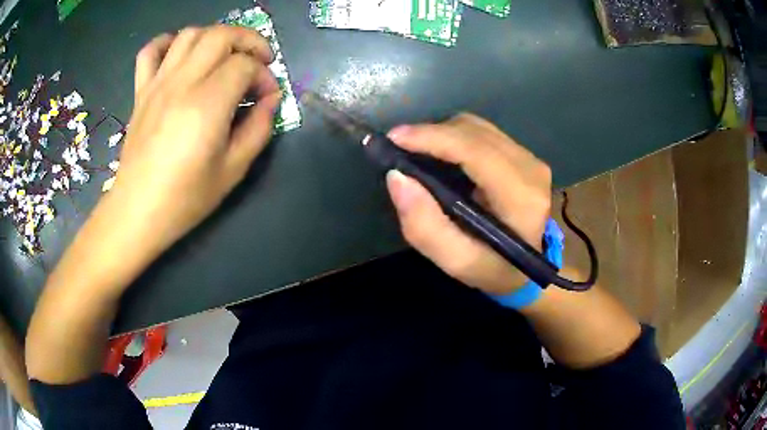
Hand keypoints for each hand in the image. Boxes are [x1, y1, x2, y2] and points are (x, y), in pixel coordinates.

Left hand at [109, 25, 280, 255]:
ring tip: (224, 56)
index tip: (267, 97)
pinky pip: (150, 51)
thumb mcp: (233, 170)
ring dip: (215, 37)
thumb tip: (270, 100)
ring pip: (190, 34)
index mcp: (207, 104)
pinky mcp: (141, 91)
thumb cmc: (185, 198)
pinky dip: (167, 42)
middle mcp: (182, 83)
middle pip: (221, 35)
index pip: (245, 65)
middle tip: (257, 61)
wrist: (137, 211)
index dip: (264, 75)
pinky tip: (180, 53)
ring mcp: (158, 83)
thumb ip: (258, 129)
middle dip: (248, 41)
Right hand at [385, 114, 551, 293]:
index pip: (475, 150)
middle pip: (473, 131)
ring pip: (476, 127)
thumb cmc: (495, 269)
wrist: (531, 268)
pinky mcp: (524, 155)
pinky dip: (455, 138)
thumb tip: (397, 177)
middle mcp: (530, 168)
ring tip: (417, 153)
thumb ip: (424, 226)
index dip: (432, 137)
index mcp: (521, 197)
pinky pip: (482, 134)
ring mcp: (530, 158)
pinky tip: (441, 156)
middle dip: (431, 134)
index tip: (394, 138)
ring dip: (442, 135)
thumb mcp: (457, 262)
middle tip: (399, 150)